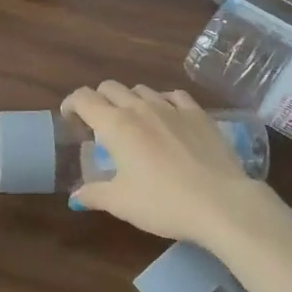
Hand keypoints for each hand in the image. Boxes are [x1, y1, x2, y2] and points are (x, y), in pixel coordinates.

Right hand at [63, 83, 289, 245]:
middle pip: (110, 87)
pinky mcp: (199, 114)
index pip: (83, 98)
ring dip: (129, 100)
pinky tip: (167, 117)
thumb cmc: (162, 202)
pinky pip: (174, 96)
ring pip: (141, 89)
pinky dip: (163, 101)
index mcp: (115, 125)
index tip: (69, 119)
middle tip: (98, 124)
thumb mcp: (120, 203)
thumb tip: (75, 197)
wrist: (222, 203)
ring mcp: (172, 108)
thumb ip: (93, 194)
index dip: (71, 104)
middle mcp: (140, 108)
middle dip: (98, 100)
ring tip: (133, 122)